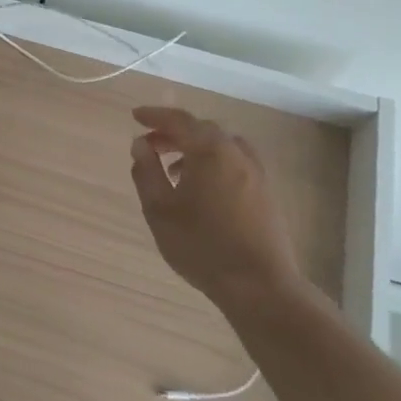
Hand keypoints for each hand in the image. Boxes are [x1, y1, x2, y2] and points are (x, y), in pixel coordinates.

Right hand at [129, 106, 302, 305]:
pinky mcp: (265, 192)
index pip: (178, 120)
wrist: (259, 285)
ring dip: (195, 148)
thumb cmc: (201, 245)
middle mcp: (236, 153)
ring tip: (173, 170)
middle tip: (150, 145)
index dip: (154, 115)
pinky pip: (235, 161)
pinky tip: (201, 188)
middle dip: (173, 132)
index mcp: (210, 151)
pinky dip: (213, 162)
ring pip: (221, 145)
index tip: (135, 117)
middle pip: (202, 129)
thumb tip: (140, 145)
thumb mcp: (160, 210)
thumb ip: (147, 172)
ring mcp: (256, 172)